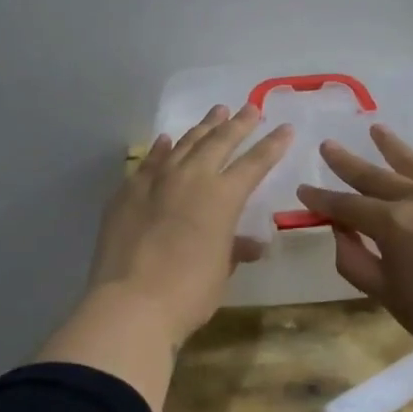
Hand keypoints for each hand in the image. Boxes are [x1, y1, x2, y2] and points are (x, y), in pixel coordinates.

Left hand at [86, 104, 293, 347]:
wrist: (131, 303)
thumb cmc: (188, 292)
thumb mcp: (221, 271)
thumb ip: (235, 249)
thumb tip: (252, 245)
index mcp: (223, 197)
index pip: (255, 163)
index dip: (273, 145)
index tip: (285, 128)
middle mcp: (191, 178)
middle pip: (219, 141)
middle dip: (239, 123)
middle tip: (252, 108)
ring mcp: (155, 181)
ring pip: (184, 144)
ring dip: (203, 127)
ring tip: (217, 111)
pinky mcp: (127, 192)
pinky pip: (149, 161)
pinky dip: (161, 149)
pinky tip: (166, 140)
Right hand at [296, 126, 412, 372]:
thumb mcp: (384, 294)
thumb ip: (354, 259)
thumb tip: (340, 230)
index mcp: (392, 223)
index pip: (346, 206)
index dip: (322, 199)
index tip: (303, 189)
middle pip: (376, 176)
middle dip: (347, 163)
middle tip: (328, 146)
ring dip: (393, 146)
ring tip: (377, 129)